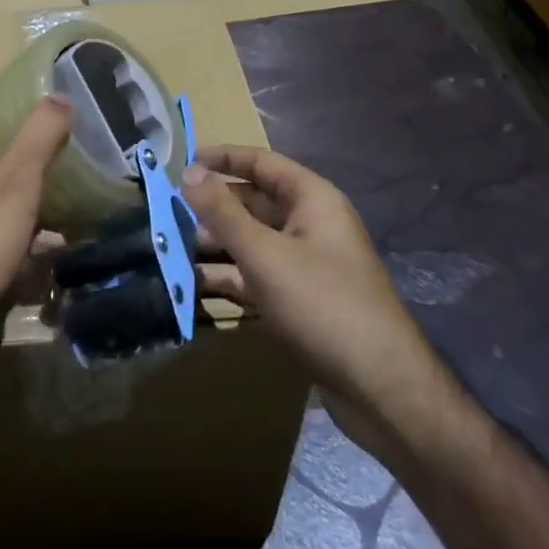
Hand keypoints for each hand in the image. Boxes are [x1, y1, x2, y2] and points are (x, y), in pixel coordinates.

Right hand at [181, 145, 443, 449]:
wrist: (382, 390)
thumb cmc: (323, 305)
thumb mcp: (265, 254)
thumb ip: (223, 212)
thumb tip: (188, 171)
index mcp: (312, 200)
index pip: (261, 163)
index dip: (223, 158)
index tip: (182, 161)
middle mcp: (310, 225)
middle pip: (253, 203)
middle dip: (212, 207)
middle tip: (166, 212)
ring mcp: (306, 264)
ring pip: (252, 241)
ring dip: (215, 244)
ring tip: (170, 249)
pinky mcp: (301, 301)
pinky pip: (257, 276)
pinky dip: (229, 276)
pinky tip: (193, 284)